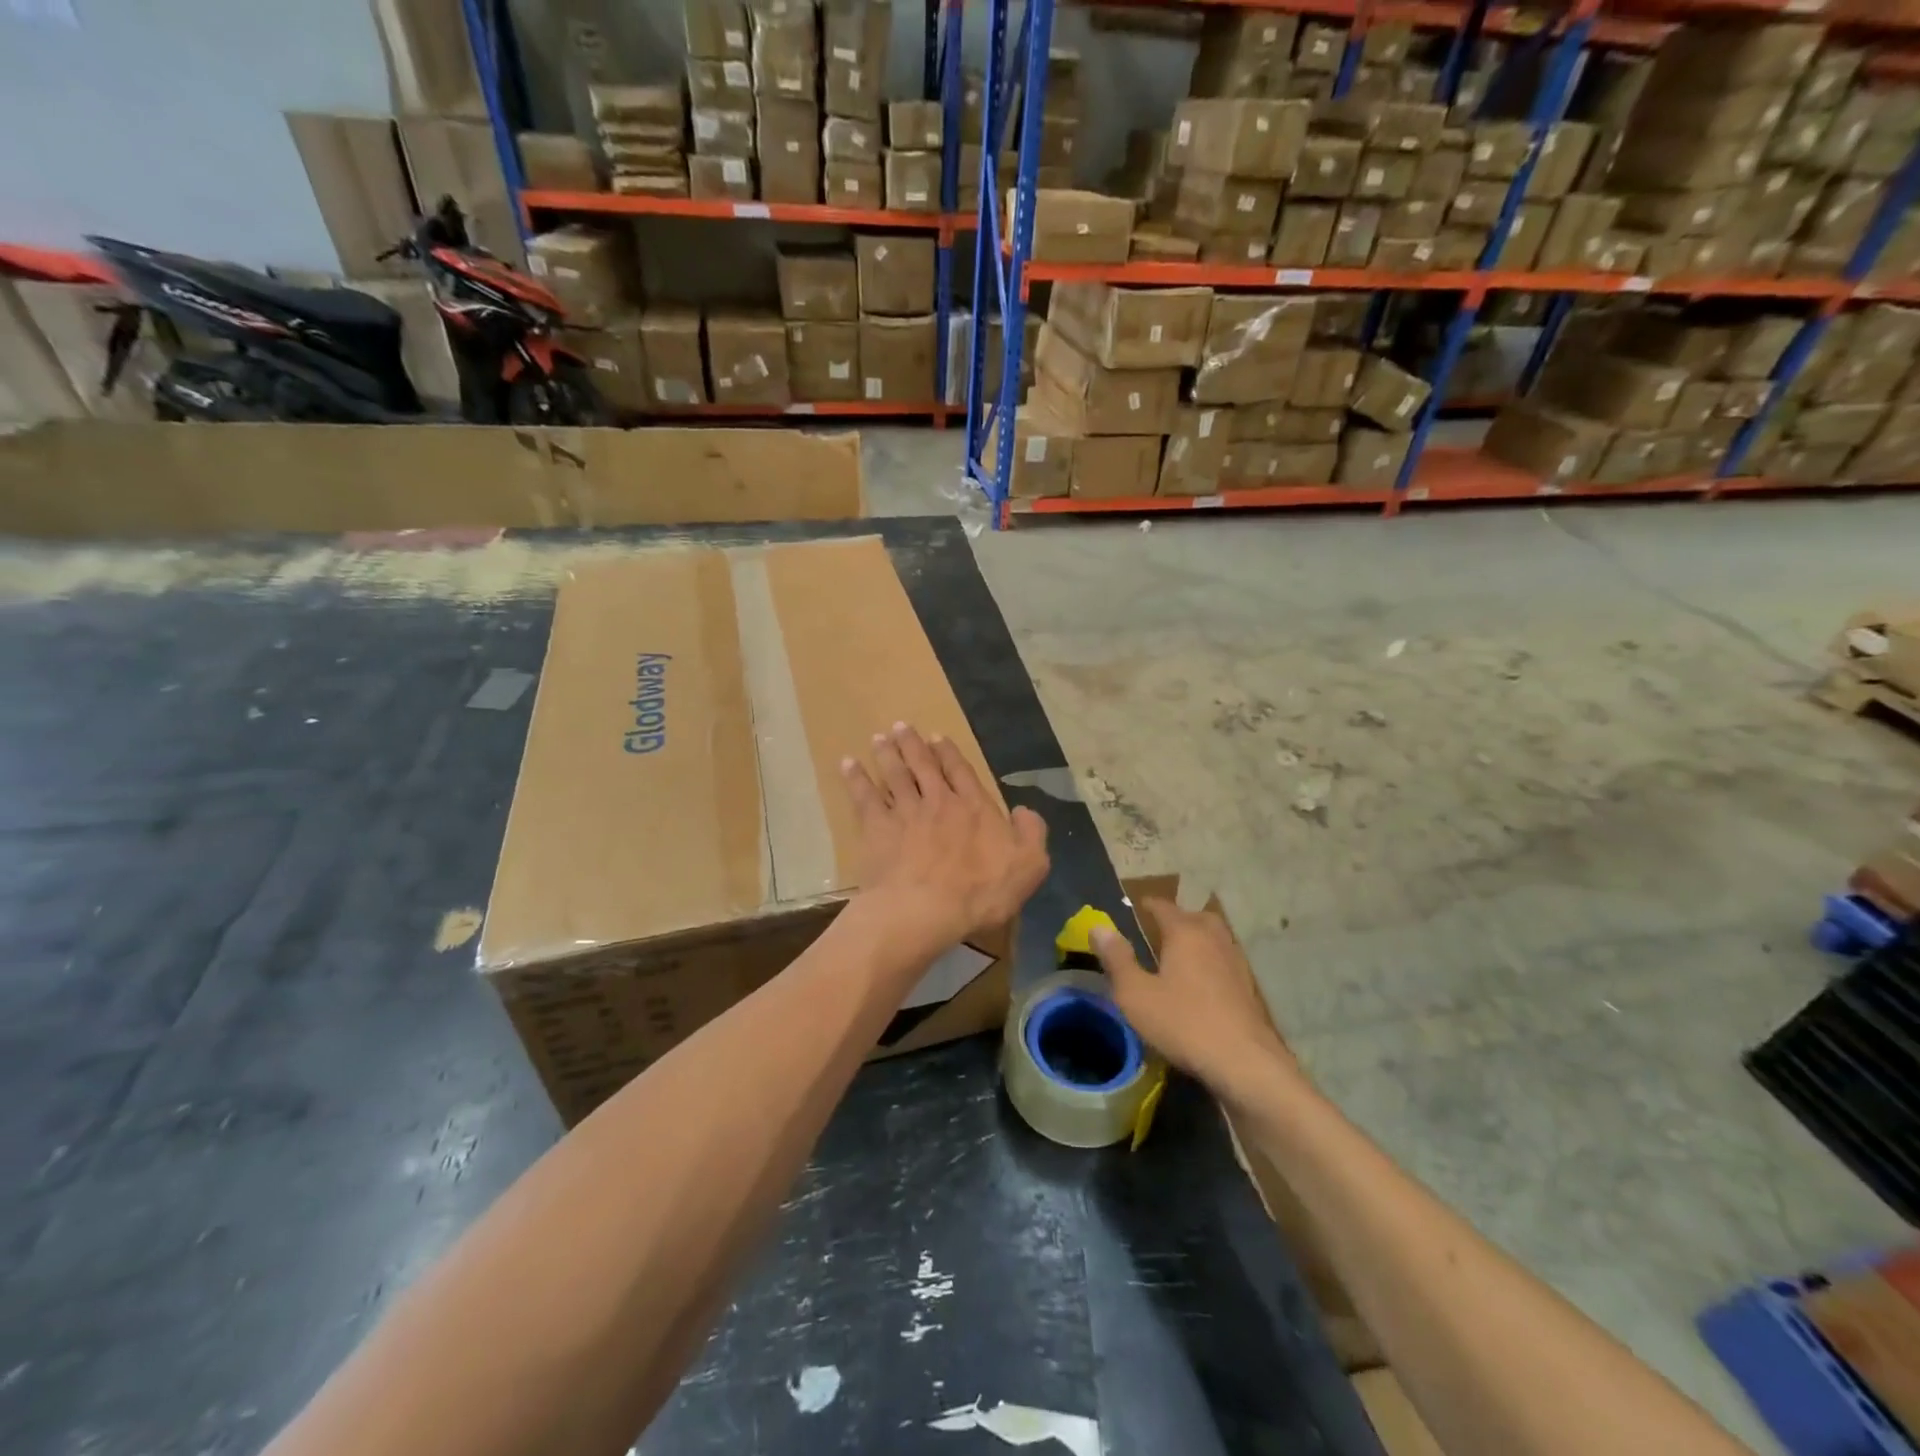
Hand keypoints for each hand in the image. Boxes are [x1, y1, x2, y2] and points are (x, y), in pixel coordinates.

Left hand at [842, 723, 1048, 960]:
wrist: (926, 909)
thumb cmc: (982, 892)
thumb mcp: (1030, 865)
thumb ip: (1032, 833)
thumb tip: (1024, 810)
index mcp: (975, 808)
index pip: (961, 772)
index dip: (950, 753)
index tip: (937, 738)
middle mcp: (939, 801)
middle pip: (924, 765)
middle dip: (913, 744)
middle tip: (902, 726)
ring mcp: (905, 813)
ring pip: (895, 775)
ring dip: (887, 754)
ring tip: (880, 738)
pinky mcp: (877, 829)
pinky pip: (864, 797)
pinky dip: (856, 779)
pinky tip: (848, 764)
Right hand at [1092, 900, 1298, 1102]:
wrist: (1244, 1062)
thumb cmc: (1183, 1023)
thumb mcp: (1135, 994)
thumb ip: (1116, 959)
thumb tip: (1099, 927)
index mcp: (1185, 932)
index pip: (1163, 906)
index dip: (1147, 905)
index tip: (1135, 907)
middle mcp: (1213, 937)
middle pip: (1193, 916)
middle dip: (1175, 919)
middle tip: (1157, 931)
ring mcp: (1235, 960)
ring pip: (1213, 937)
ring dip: (1195, 939)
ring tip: (1177, 955)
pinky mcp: (1248, 986)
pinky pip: (1223, 959)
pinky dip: (1209, 960)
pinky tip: (1200, 982)